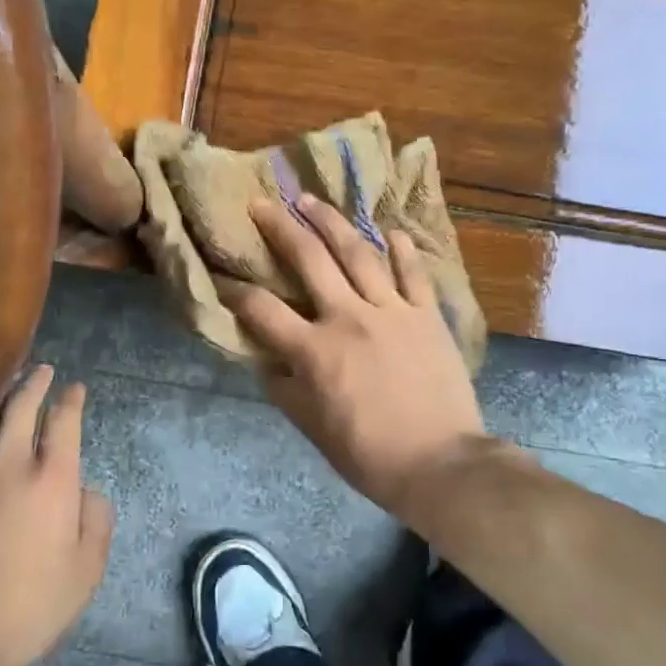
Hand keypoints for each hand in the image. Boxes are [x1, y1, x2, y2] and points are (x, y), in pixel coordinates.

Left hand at [0, 366, 112, 665]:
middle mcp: (7, 465)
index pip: (62, 420)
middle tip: (41, 370)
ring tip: (8, 387)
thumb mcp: (86, 569)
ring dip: (0, 398)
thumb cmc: (31, 606)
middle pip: (19, 407)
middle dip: (33, 383)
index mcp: (50, 478)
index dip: (70, 399)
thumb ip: (96, 520)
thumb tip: (84, 491)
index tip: (75, 388)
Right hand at [228, 196, 484, 516]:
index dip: (237, 292)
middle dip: (280, 227)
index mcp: (315, 351)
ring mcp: (392, 311)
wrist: (441, 465)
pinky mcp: (427, 315)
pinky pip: (413, 273)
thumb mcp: (313, 429)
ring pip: (358, 253)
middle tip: (262, 203)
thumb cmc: (369, 455)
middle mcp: (348, 318)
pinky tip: (390, 230)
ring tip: (311, 200)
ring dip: (331, 222)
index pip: (263, 310)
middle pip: (309, 259)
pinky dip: (402, 249)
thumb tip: (267, 363)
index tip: (224, 277)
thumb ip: (285, 390)